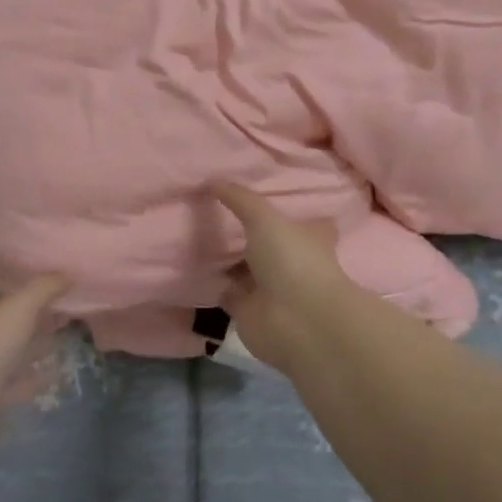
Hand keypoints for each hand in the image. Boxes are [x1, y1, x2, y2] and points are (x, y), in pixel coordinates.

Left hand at [0, 261, 70, 443]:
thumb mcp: (18, 307)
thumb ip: (44, 288)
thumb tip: (67, 273)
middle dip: (19, 305)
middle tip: (49, 293)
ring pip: (9, 349)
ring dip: (31, 341)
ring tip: (60, 328)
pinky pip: (17, 383)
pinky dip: (34, 377)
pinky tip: (55, 371)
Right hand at [213, 183, 356, 372]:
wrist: (296, 321)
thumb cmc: (292, 261)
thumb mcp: (265, 218)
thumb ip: (240, 199)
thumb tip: (213, 180)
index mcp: (309, 238)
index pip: (303, 222)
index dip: (289, 212)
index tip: (266, 198)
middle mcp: (292, 263)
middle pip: (270, 246)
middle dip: (250, 236)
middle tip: (218, 214)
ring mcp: (271, 289)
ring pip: (246, 270)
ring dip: (229, 260)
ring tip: (198, 236)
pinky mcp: (249, 312)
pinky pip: (227, 293)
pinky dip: (214, 284)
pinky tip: (193, 268)